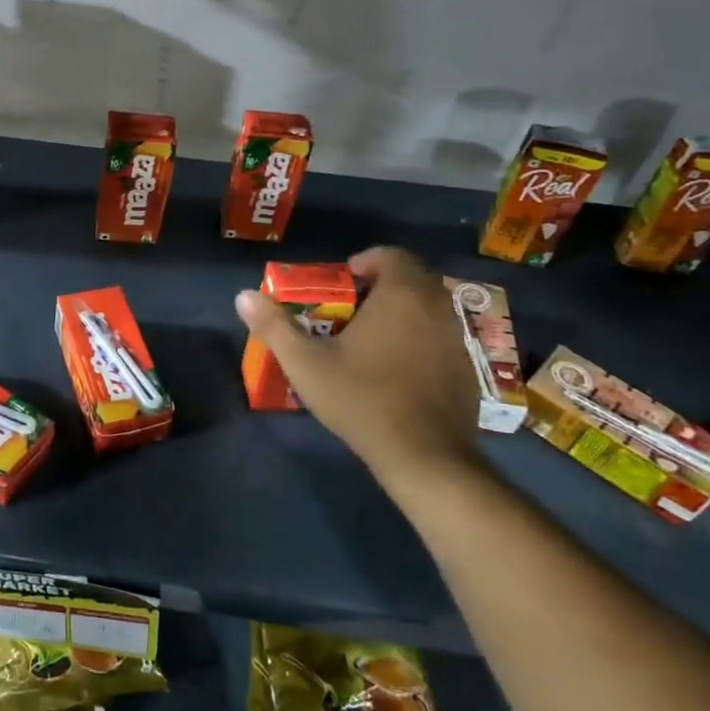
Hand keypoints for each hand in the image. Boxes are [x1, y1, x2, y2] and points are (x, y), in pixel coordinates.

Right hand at [234, 247, 480, 480]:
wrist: (424, 455)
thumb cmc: (361, 399)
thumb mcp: (306, 363)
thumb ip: (274, 326)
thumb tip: (243, 295)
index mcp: (401, 295)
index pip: (390, 255)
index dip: (365, 262)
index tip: (342, 284)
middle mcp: (436, 307)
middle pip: (412, 279)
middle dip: (381, 287)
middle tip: (350, 311)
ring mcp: (456, 339)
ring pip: (428, 309)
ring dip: (402, 313)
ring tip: (370, 341)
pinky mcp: (466, 369)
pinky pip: (440, 338)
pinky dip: (419, 340)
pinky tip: (396, 372)